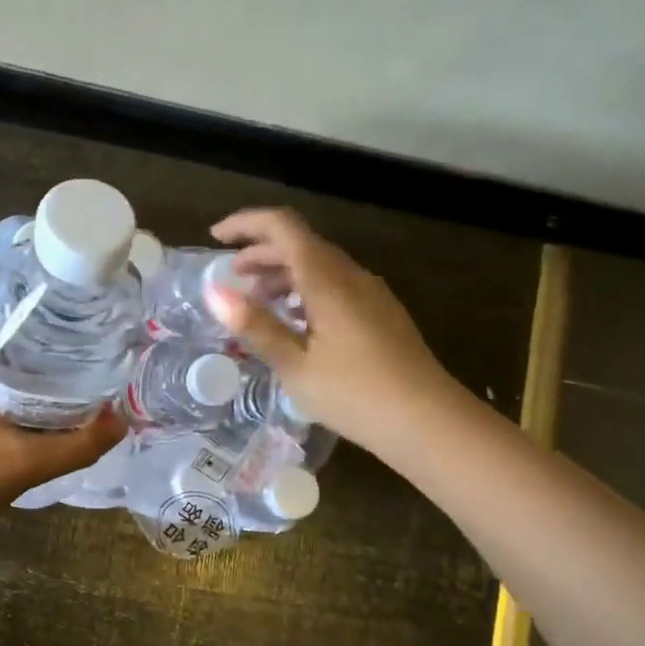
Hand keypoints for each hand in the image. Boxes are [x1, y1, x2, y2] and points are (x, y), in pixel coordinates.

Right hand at [206, 208, 456, 454]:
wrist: (429, 422)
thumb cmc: (355, 395)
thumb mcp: (295, 365)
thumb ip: (256, 326)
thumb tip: (215, 292)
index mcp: (327, 281)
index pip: (283, 227)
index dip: (246, 224)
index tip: (215, 238)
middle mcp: (351, 276)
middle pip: (301, 243)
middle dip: (261, 252)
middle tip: (232, 276)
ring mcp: (371, 294)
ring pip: (320, 264)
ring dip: (283, 272)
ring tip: (258, 301)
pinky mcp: (381, 313)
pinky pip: (336, 284)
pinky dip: (305, 289)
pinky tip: (296, 321)